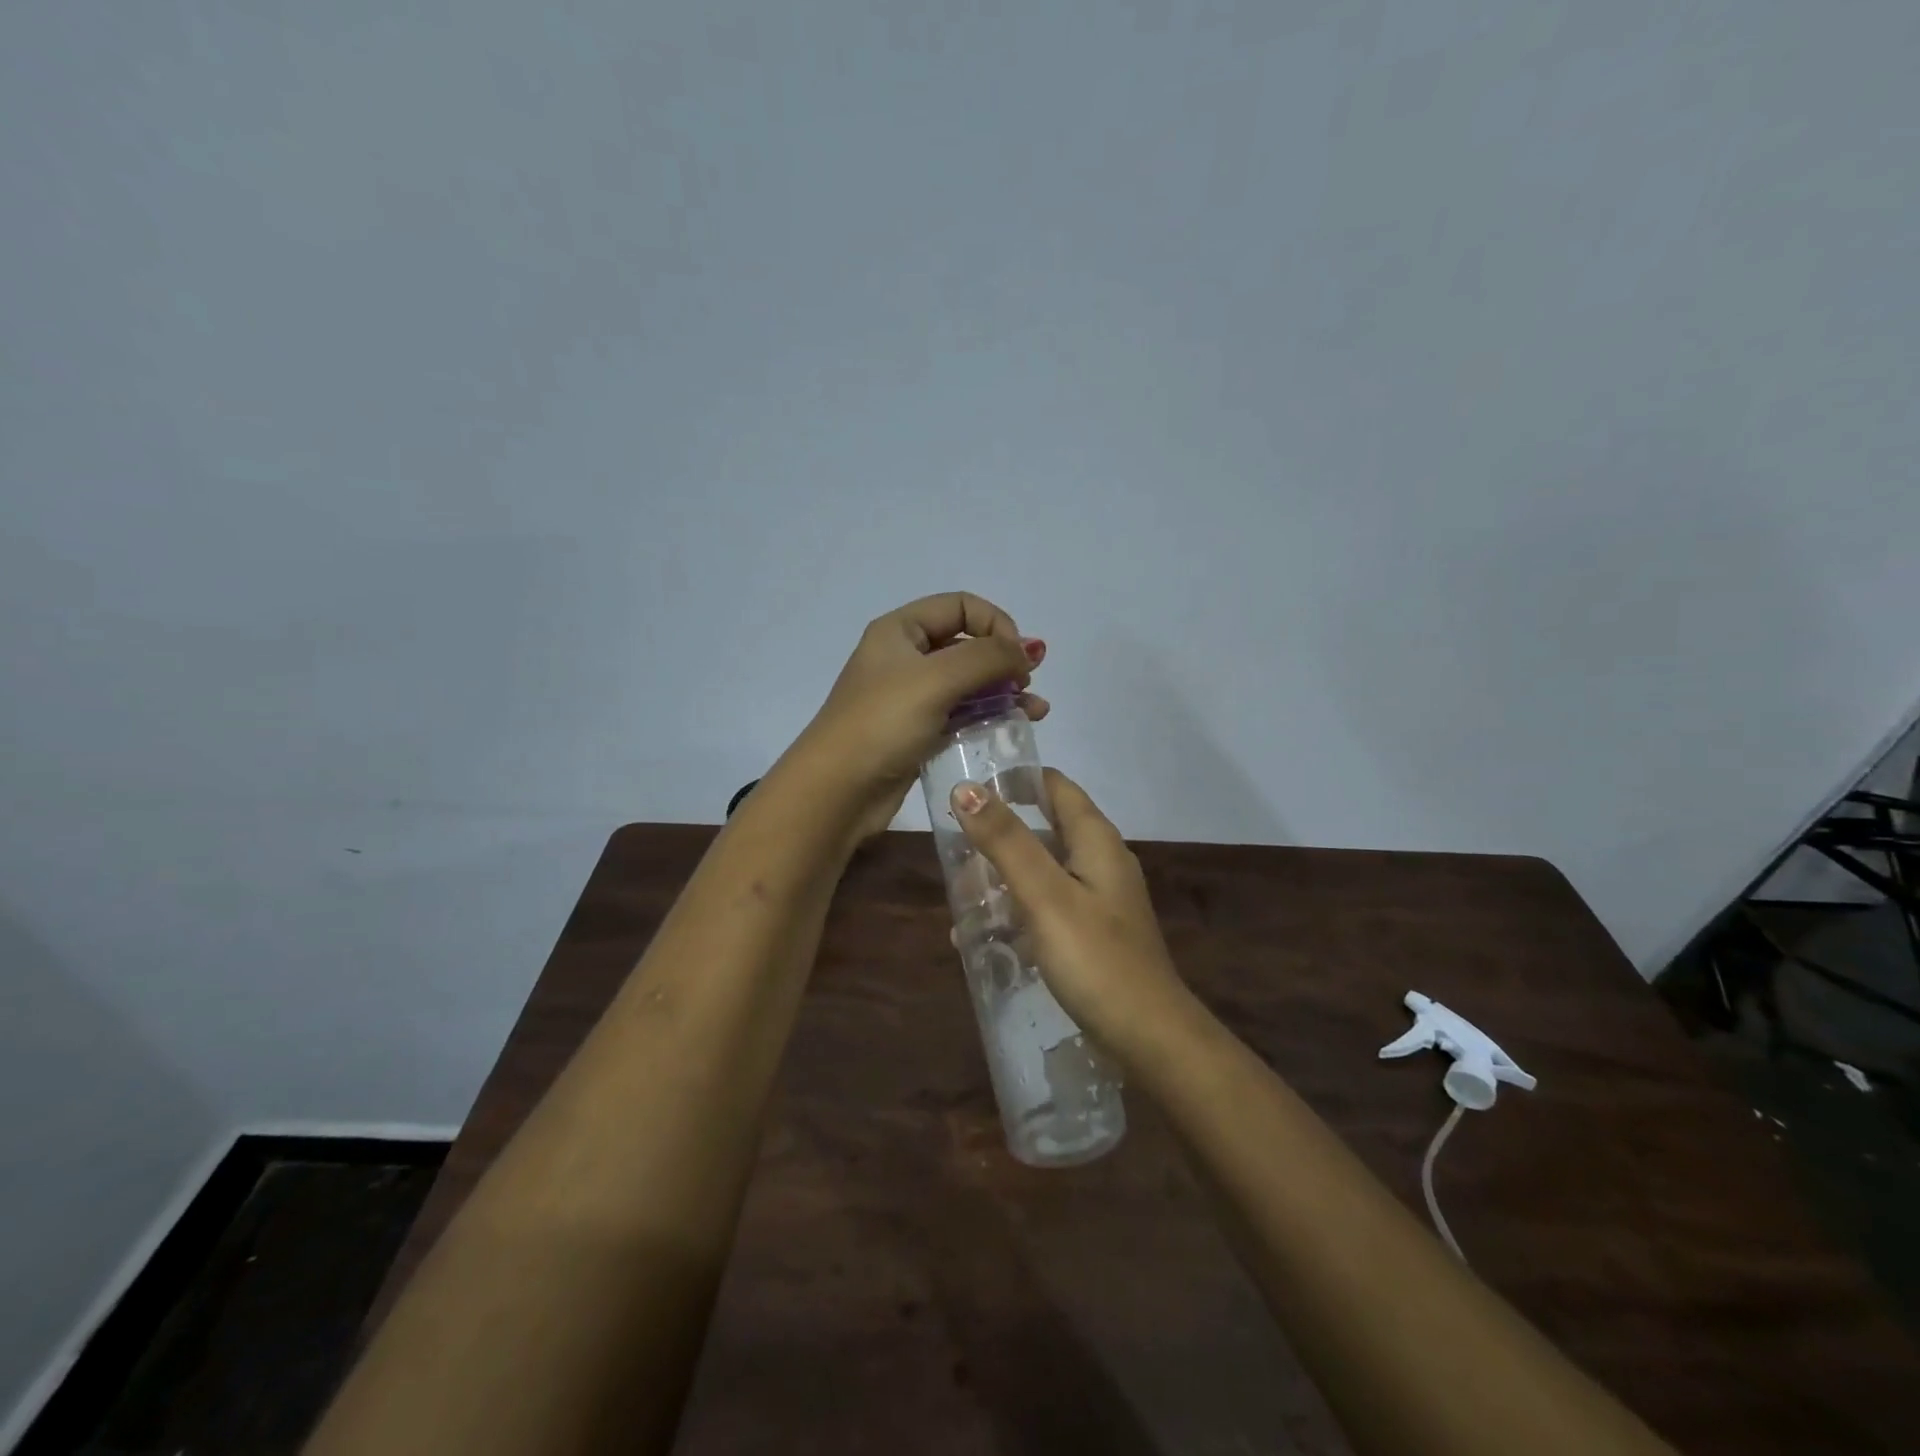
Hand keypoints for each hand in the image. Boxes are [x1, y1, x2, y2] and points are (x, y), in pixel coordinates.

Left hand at [791, 593, 1048, 841]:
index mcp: (900, 630)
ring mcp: (912, 697)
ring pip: (969, 683)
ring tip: (1037, 711)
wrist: (837, 790)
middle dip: (1004, 660)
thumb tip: (1029, 650)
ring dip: (1005, 691)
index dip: (995, 624)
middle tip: (1027, 684)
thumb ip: (988, 658)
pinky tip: (1018, 727)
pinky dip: (991, 716)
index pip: (961, 606)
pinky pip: (963, 714)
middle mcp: (906, 657)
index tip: (1016, 658)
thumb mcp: (937, 679)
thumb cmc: (883, 724)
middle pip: (967, 644)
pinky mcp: (919, 731)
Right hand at [949, 768, 1194, 1065]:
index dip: (1014, 780)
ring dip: (1000, 881)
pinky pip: (1045, 908)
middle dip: (996, 839)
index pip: (1054, 786)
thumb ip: (1006, 841)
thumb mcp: (1044, 895)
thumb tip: (966, 788)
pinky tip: (982, 940)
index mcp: (1095, 840)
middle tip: (952, 856)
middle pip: (1042, 831)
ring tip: (958, 905)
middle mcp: (1099, 861)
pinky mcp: (1090, 933)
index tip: (968, 789)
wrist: (1147, 1037)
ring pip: (1039, 873)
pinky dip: (1014, 914)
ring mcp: (1097, 900)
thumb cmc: (1096, 958)